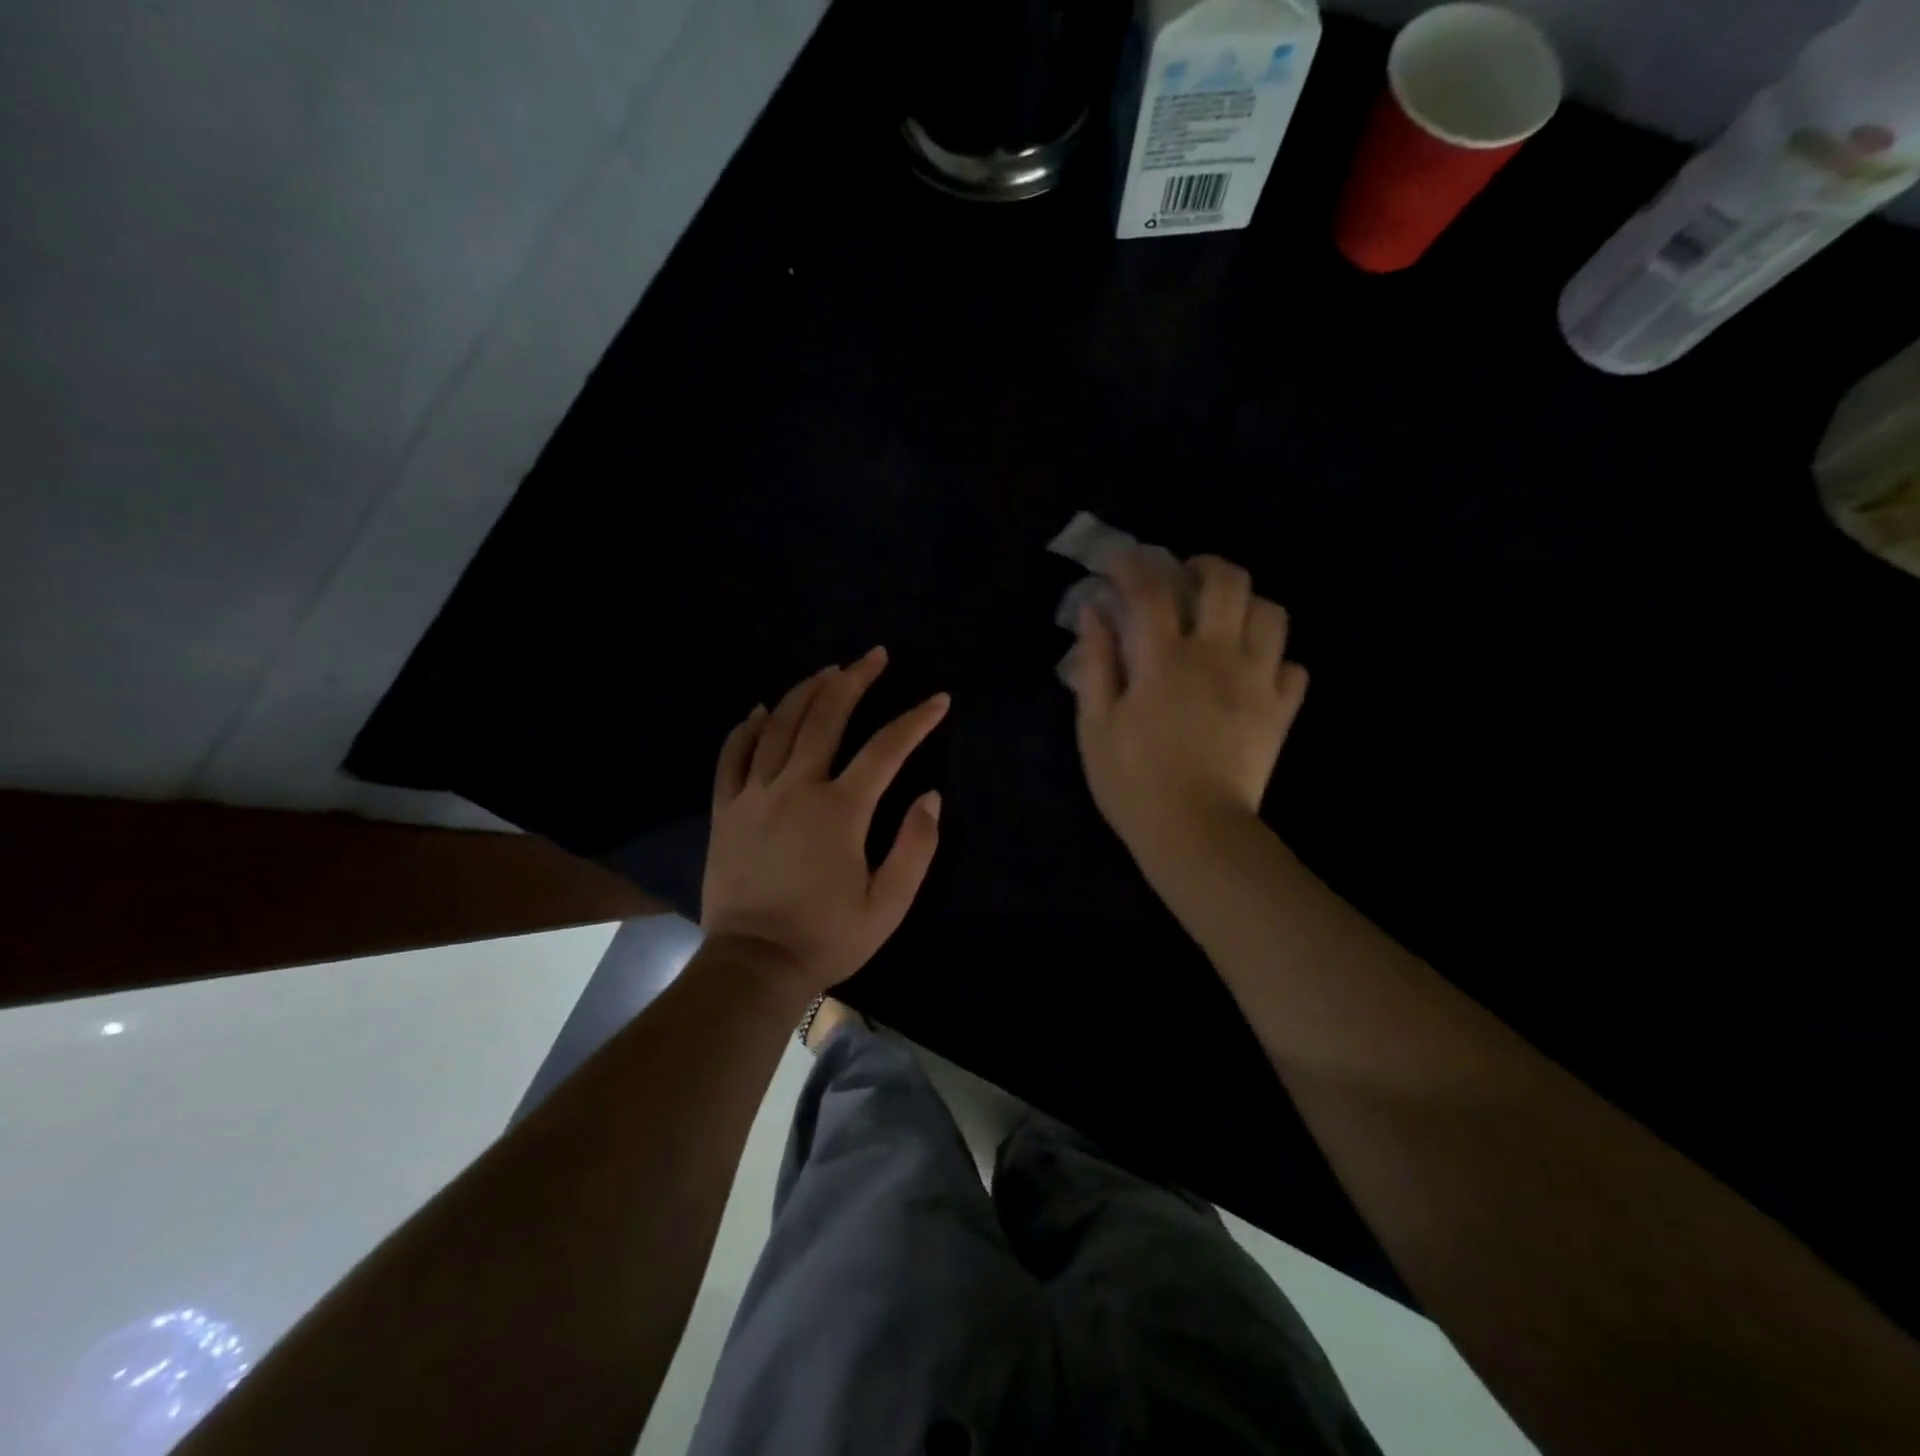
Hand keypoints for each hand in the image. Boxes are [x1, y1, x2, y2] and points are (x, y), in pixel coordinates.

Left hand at [701, 647, 947, 994]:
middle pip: (826, 718)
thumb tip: (931, 797)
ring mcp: (754, 795)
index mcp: (840, 810)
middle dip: (855, 681)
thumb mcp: (887, 904)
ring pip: (780, 726)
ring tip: (829, 672)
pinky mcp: (726, 810)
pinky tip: (761, 710)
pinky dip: (747, 728)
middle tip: (874, 656)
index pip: (886, 749)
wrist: (753, 965)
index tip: (938, 700)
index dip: (916, 720)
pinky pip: (732, 756)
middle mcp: (795, 788)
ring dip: (806, 692)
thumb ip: (915, 847)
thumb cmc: (827, 937)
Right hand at [1067, 550, 1307, 862]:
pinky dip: (1275, 660)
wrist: (1196, 834)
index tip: (1119, 561)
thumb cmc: (1134, 782)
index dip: (1133, 565)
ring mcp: (1257, 681)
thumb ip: (1097, 664)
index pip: (1150, 590)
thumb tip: (1094, 613)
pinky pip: (1294, 667)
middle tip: (1185, 581)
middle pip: (1228, 581)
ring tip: (1225, 622)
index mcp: (1165, 659)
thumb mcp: (1096, 726)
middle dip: (1204, 567)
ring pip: (1272, 613)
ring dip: (1247, 606)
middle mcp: (1217, 656)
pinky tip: (1253, 673)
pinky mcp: (1281, 711)